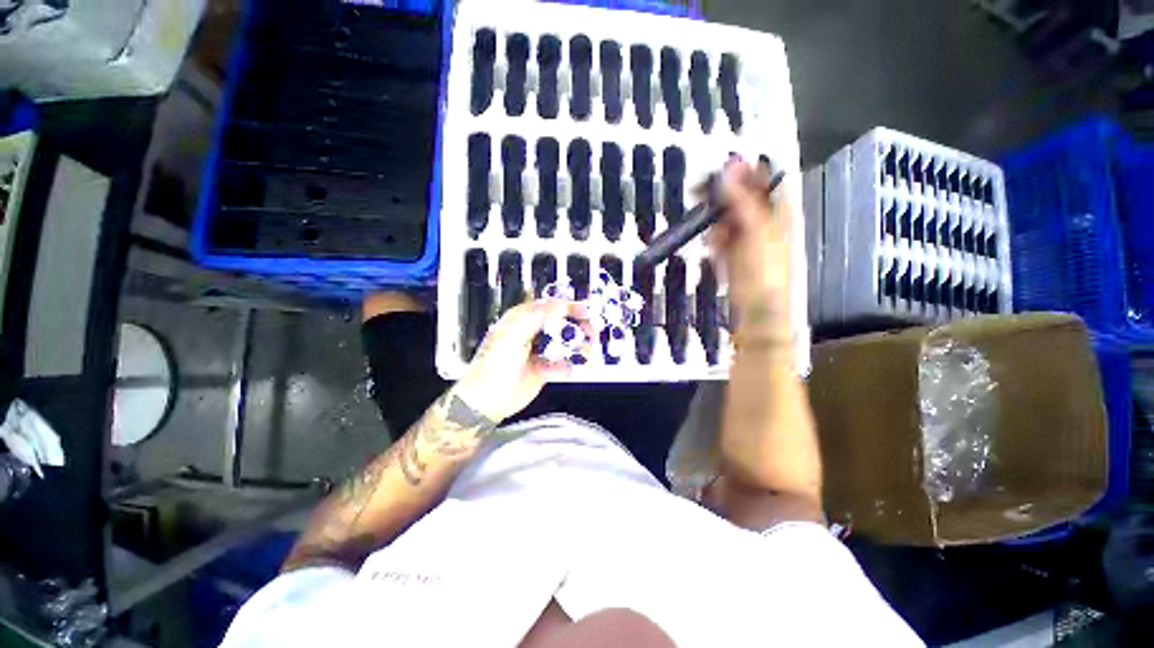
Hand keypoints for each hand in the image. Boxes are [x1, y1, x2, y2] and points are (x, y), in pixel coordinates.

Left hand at [452, 298, 592, 423]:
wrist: (486, 402)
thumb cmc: (494, 366)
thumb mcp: (513, 337)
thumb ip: (535, 318)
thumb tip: (559, 303)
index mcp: (522, 321)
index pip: (551, 307)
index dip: (570, 307)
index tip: (588, 312)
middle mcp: (533, 333)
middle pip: (562, 324)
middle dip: (579, 327)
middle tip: (593, 333)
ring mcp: (539, 351)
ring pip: (564, 344)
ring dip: (577, 347)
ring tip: (588, 352)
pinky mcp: (544, 369)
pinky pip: (561, 364)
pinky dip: (567, 367)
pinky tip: (567, 370)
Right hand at [707, 158, 793, 339]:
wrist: (756, 311)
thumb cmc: (762, 271)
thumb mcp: (755, 231)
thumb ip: (742, 200)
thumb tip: (730, 165)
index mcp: (777, 211)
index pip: (761, 180)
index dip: (741, 170)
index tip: (715, 169)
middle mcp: (763, 221)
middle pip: (741, 197)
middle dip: (720, 194)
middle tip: (697, 192)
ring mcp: (747, 238)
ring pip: (727, 217)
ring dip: (713, 217)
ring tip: (704, 223)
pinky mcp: (733, 254)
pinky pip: (721, 237)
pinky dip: (713, 237)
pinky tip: (709, 243)